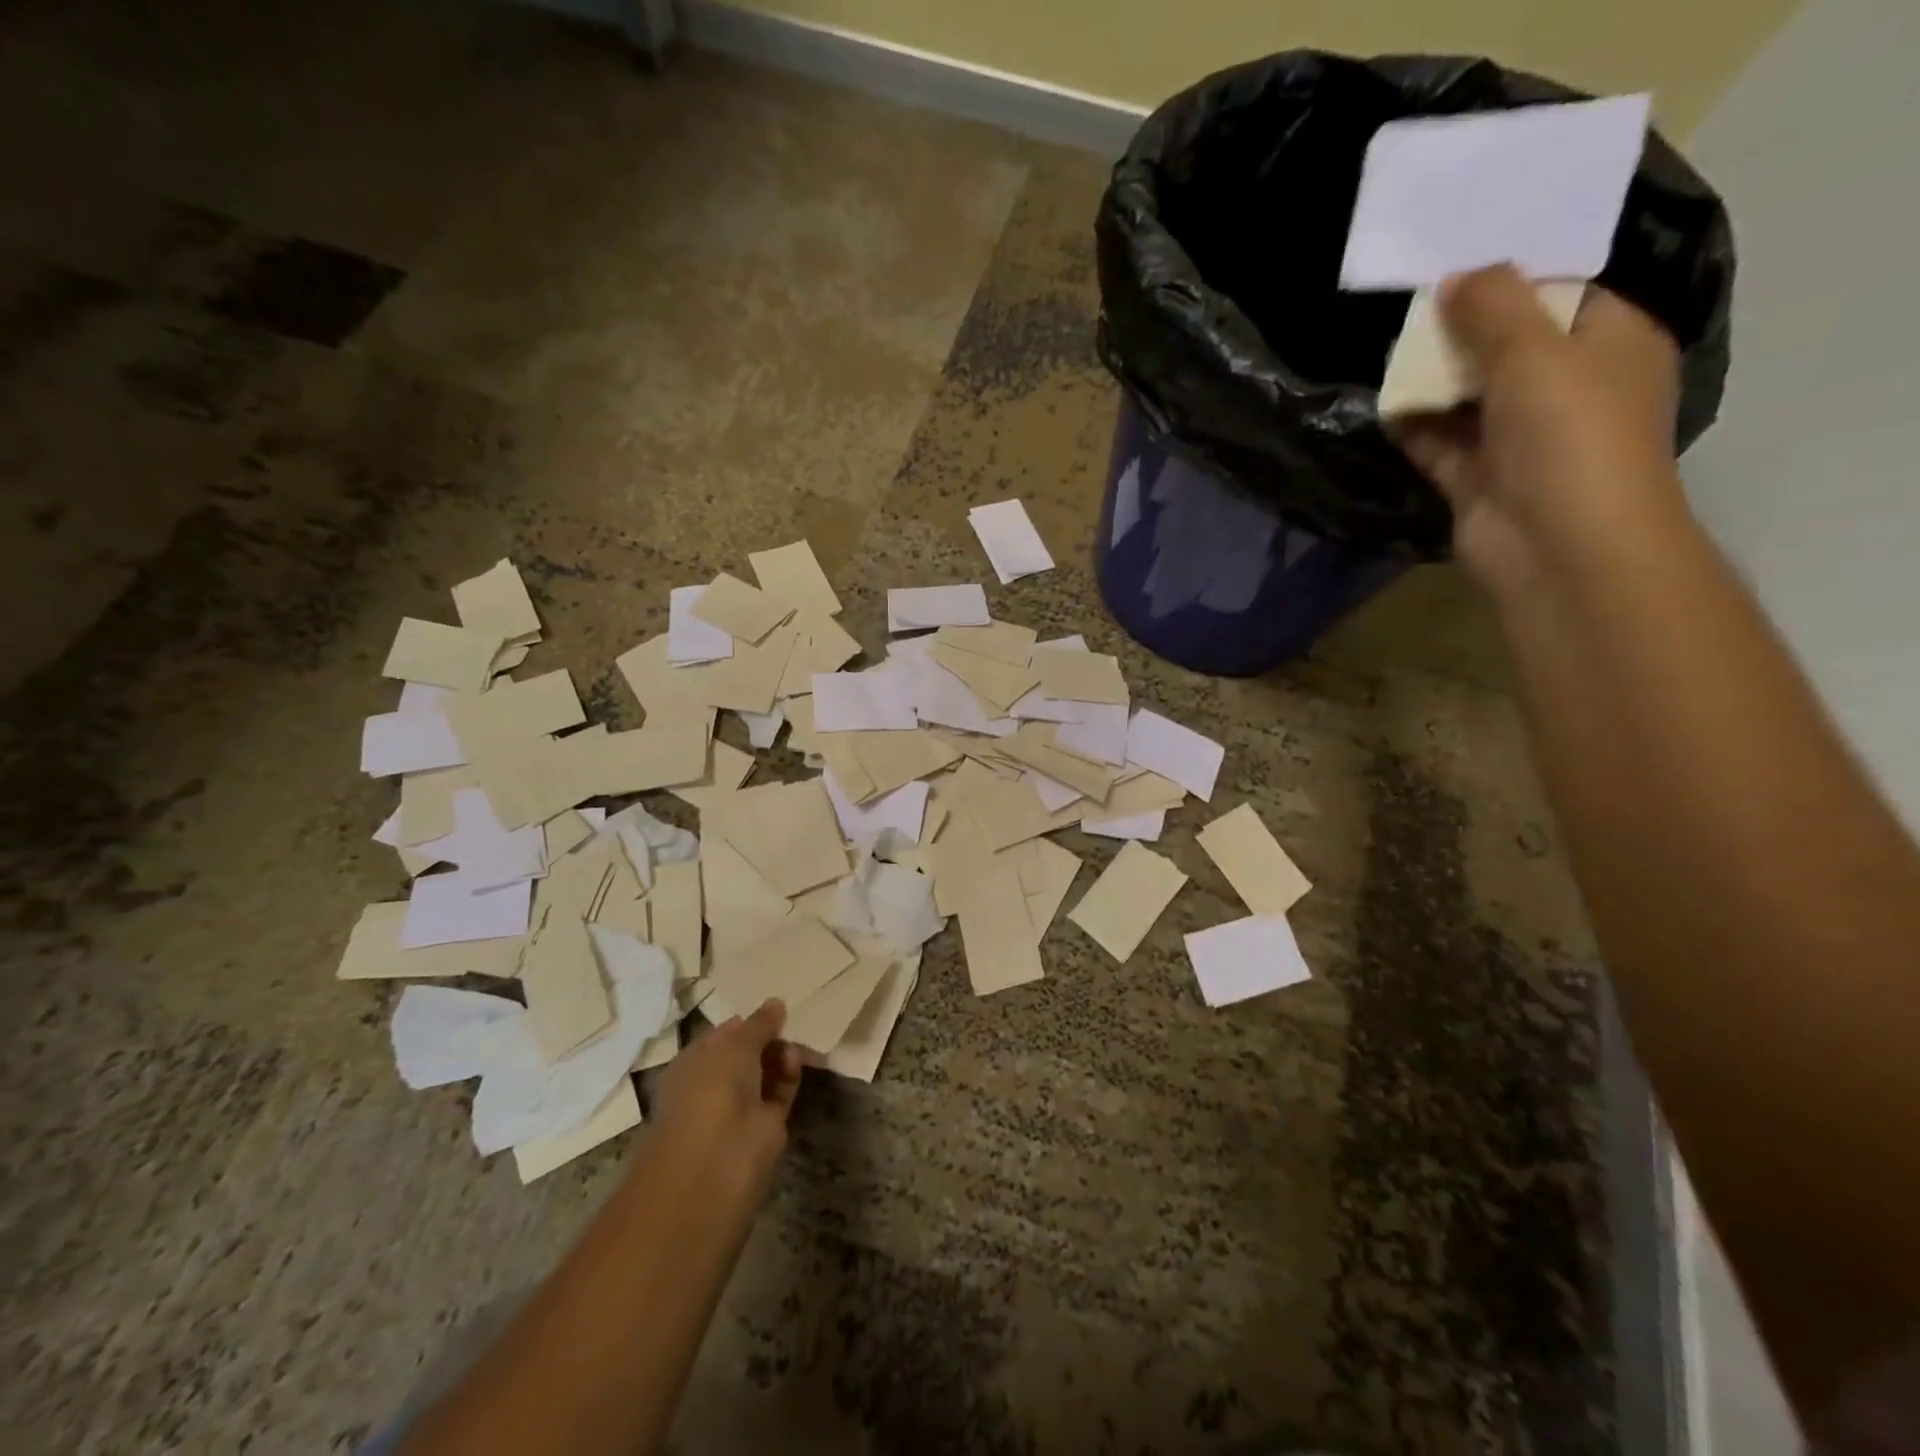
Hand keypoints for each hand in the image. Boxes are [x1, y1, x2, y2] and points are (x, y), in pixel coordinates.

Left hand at [650, 999, 801, 1203]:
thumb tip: (776, 1002)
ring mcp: (739, 1107)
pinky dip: (789, 1075)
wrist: (718, 1159)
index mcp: (693, 1064)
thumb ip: (759, 1023)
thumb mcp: (736, 1044)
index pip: (721, 1036)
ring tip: (795, 1039)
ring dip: (780, 1055)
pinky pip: (780, 1091)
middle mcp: (713, 1085)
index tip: (772, 1008)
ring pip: (765, 1073)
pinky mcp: (765, 1125)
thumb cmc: (713, 1088)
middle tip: (790, 1020)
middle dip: (767, 1037)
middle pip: (746, 1054)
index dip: (745, 1022)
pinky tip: (796, 1060)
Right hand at [1394, 265, 1688, 601]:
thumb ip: (1493, 306)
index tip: (1455, 266)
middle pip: (1507, 346)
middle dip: (1461, 331)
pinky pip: (1442, 443)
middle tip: (1411, 310)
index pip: (1559, 295)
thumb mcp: (1535, 351)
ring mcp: (1521, 439)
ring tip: (1390, 355)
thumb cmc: (1569, 435)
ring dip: (1433, 380)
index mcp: (1609, 344)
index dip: (1508, 280)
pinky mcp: (1479, 480)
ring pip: (1470, 397)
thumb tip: (1455, 278)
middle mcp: (1569, 388)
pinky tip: (1385, 408)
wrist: (1557, 547)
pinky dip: (1416, 427)